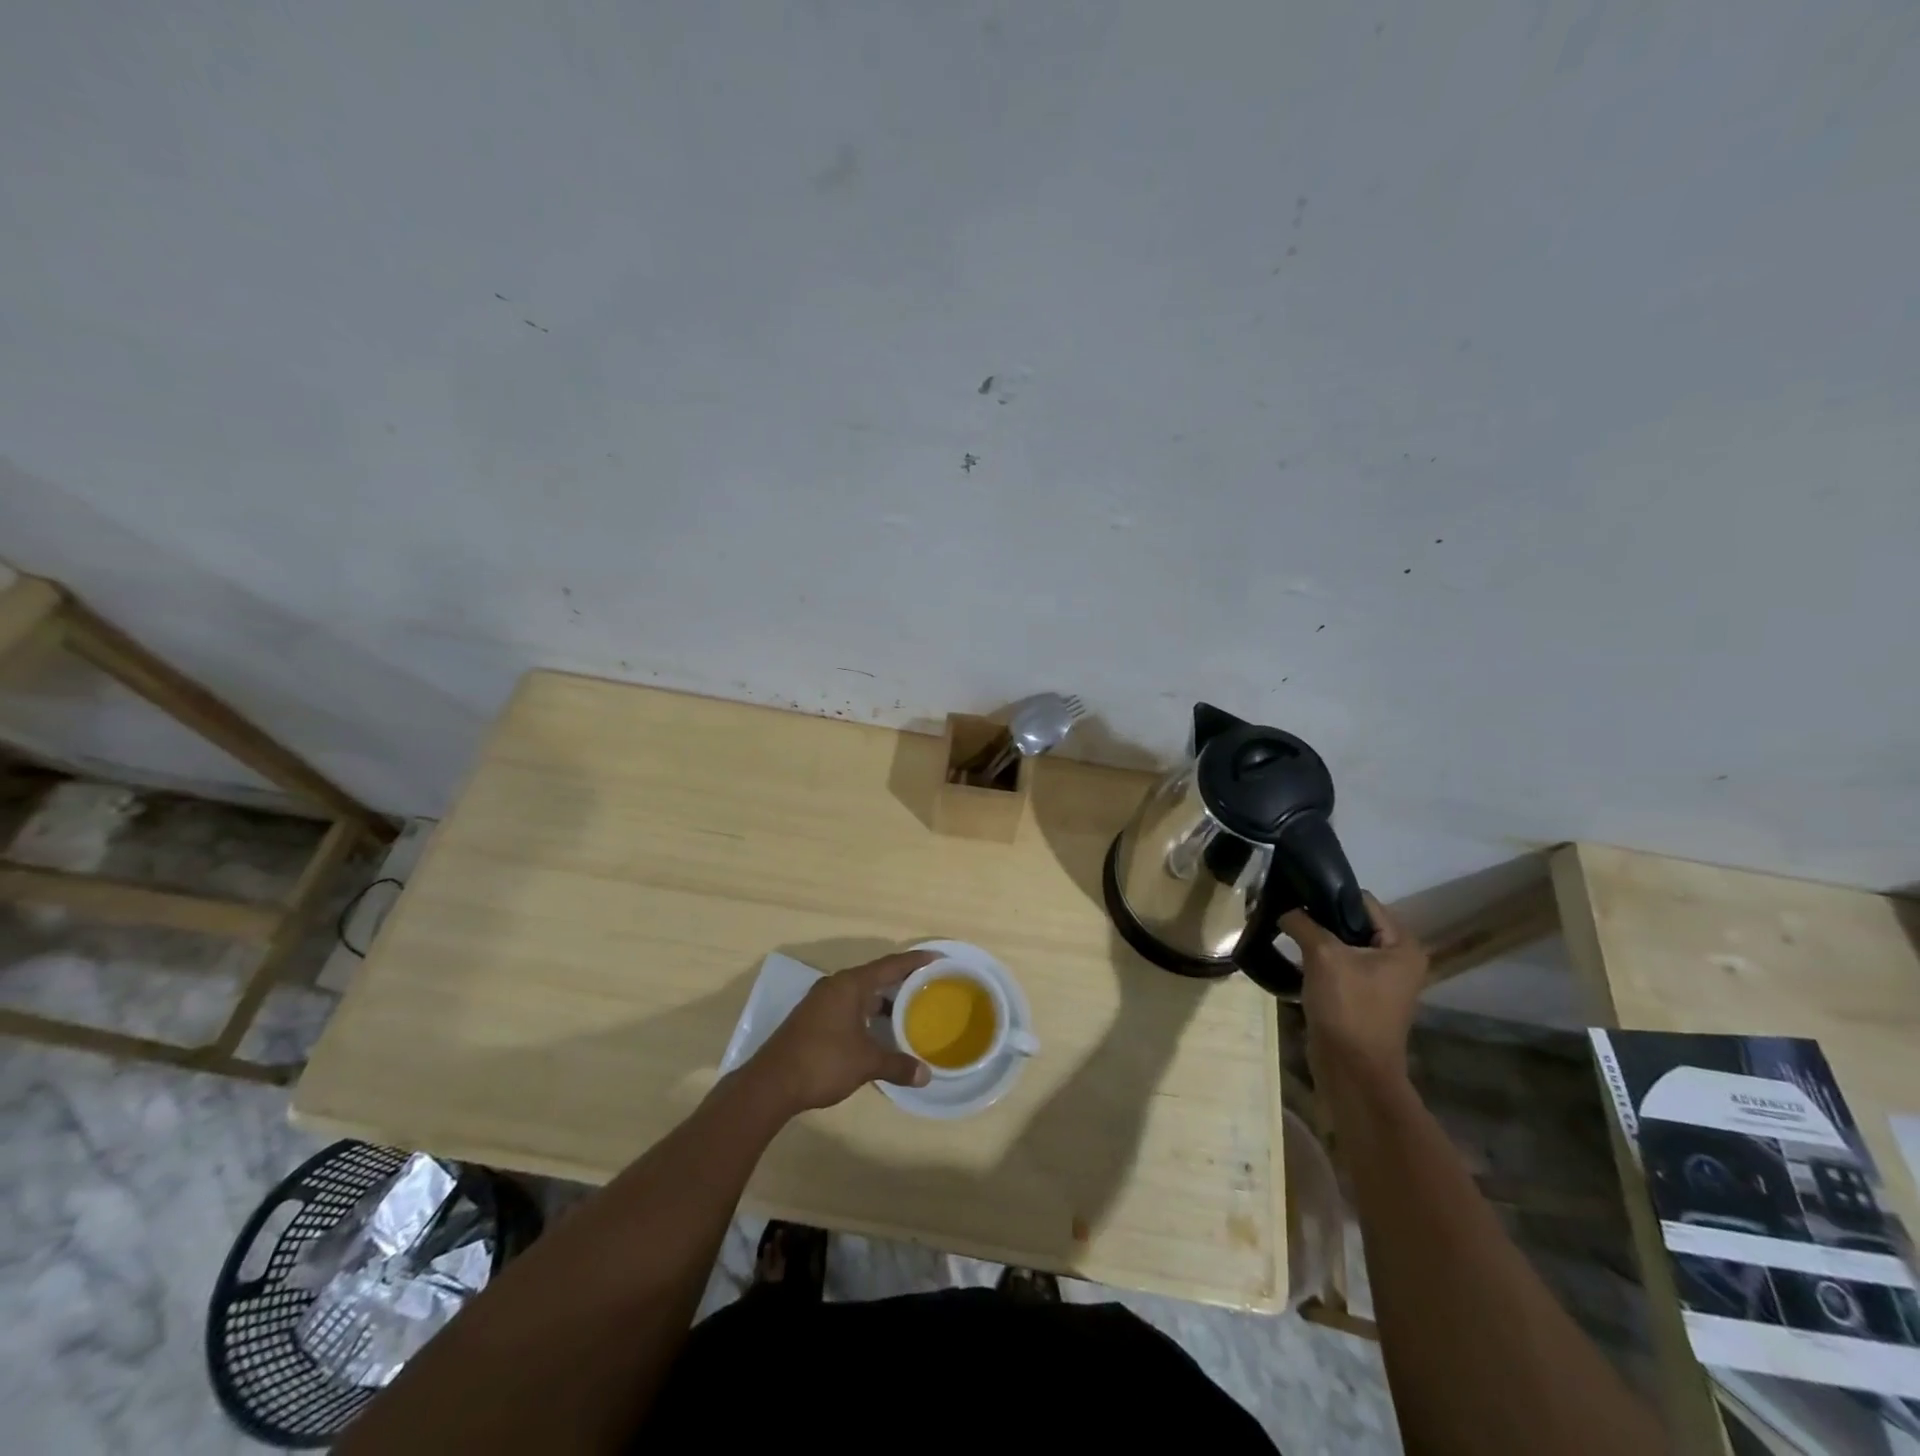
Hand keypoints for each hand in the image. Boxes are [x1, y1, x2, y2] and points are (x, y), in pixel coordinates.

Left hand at [747, 951, 934, 1112]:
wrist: (771, 1084)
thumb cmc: (822, 1062)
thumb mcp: (865, 1063)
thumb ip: (897, 1065)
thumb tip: (926, 1075)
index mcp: (850, 985)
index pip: (890, 965)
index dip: (915, 961)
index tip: (937, 958)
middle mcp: (835, 986)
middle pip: (875, 976)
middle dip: (901, 981)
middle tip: (928, 986)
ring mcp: (821, 1002)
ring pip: (860, 993)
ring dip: (883, 1000)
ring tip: (909, 1010)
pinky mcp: (813, 1019)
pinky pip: (849, 1006)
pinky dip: (867, 1012)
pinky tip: (879, 1030)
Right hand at [1281, 893, 1427, 1085]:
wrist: (1353, 1070)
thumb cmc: (1348, 1007)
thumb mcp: (1323, 956)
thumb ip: (1303, 923)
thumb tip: (1283, 908)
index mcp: (1402, 945)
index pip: (1363, 901)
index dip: (1329, 895)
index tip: (1296, 893)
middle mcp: (1398, 959)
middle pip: (1353, 922)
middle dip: (1320, 917)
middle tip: (1287, 912)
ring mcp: (1381, 980)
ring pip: (1343, 944)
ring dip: (1317, 939)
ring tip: (1286, 931)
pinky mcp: (1363, 997)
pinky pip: (1339, 966)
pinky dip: (1319, 961)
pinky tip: (1294, 959)